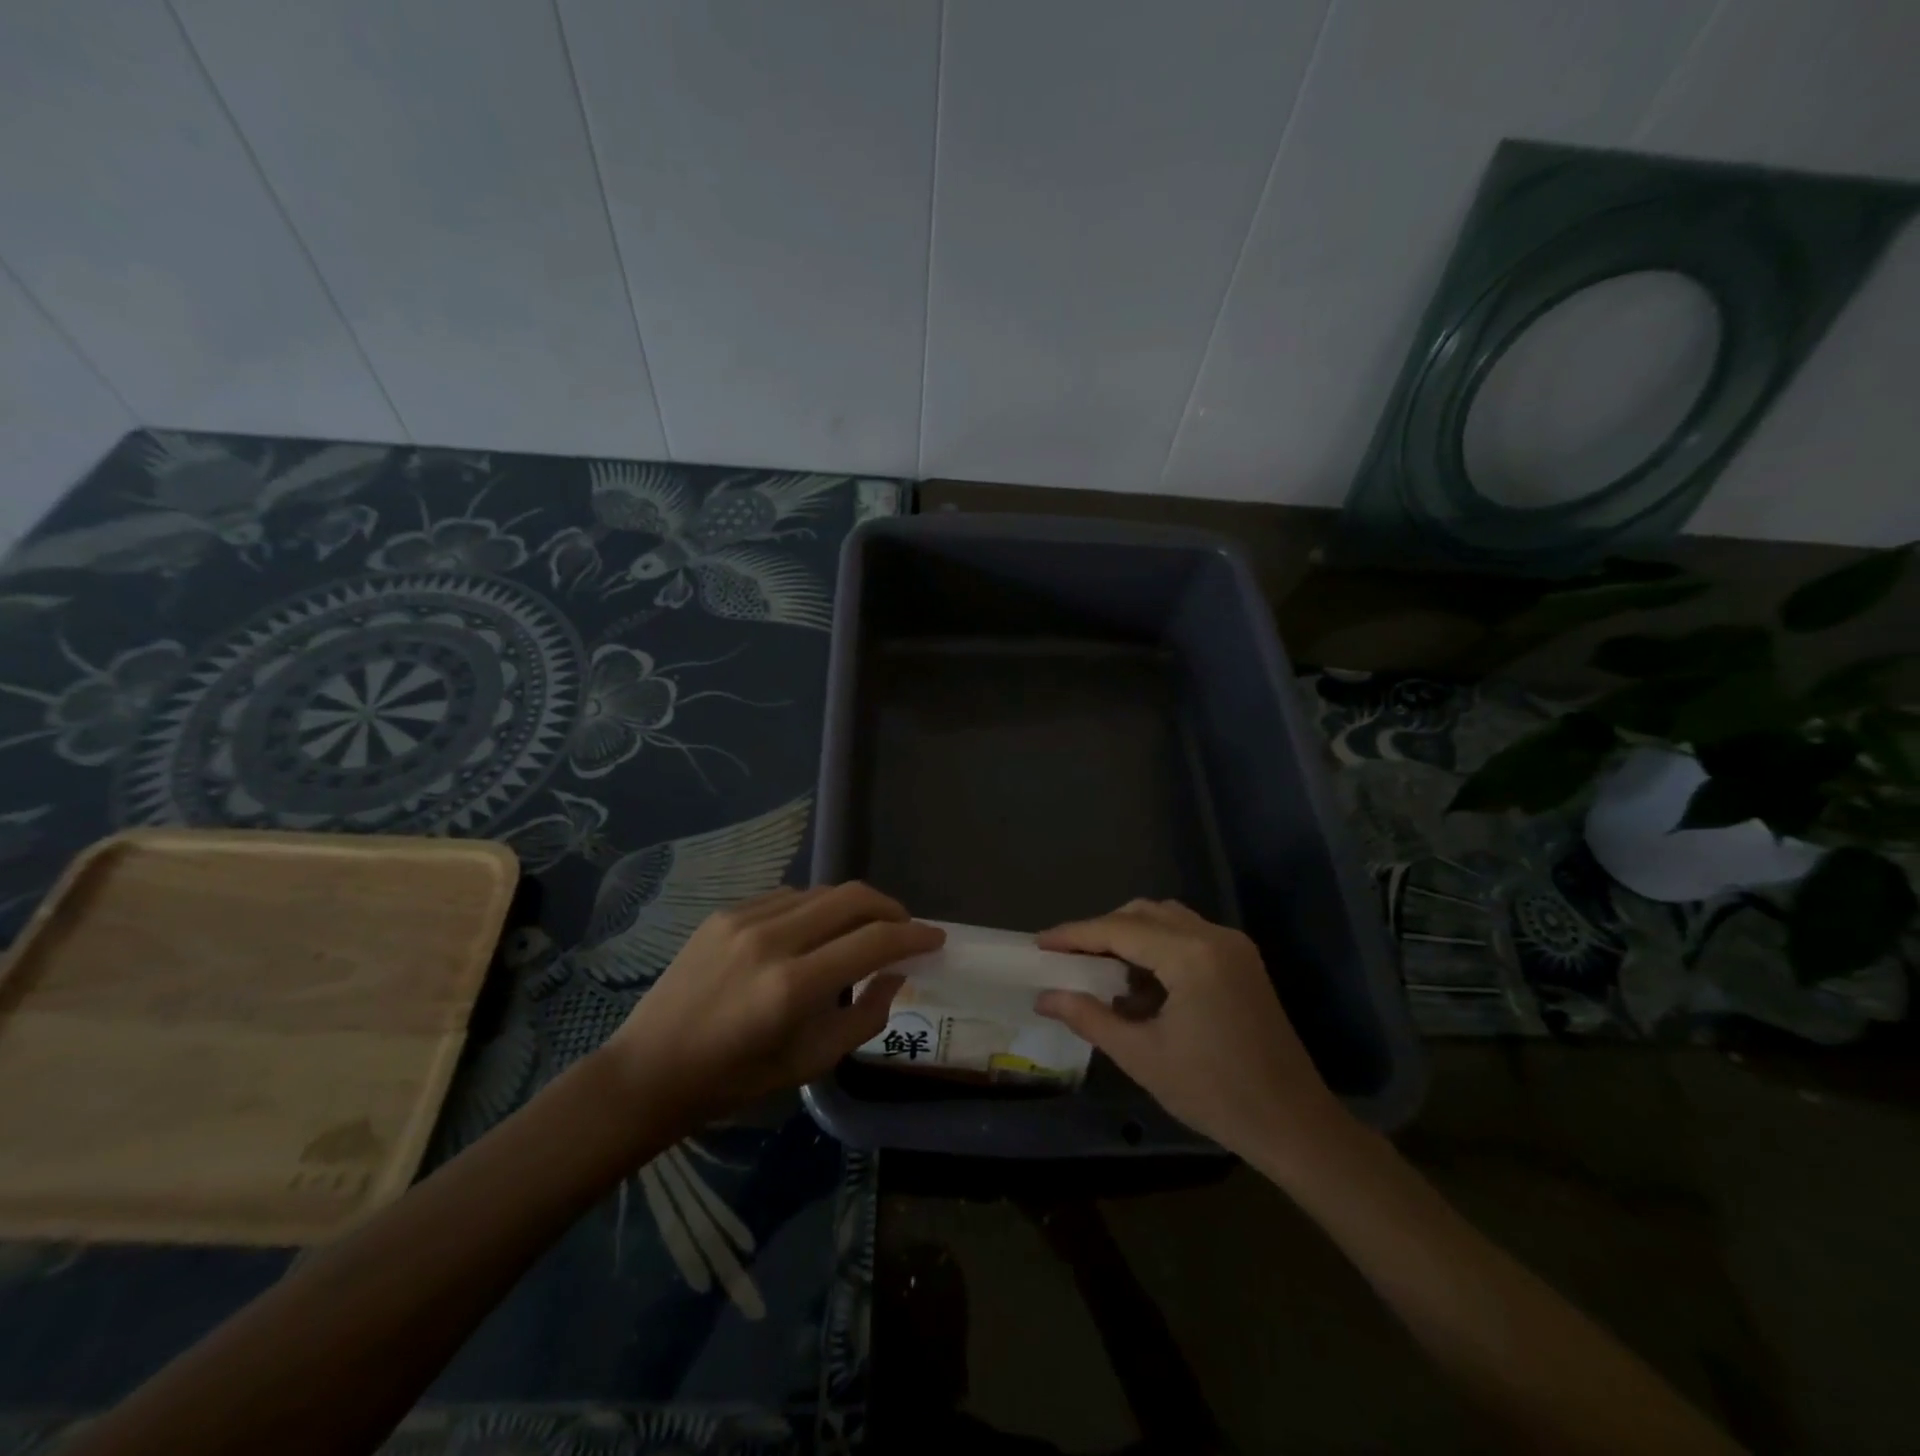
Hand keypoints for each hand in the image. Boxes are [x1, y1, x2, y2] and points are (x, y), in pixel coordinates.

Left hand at [598, 883, 943, 1126]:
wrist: (650, 1069)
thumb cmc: (735, 1080)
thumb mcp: (810, 1062)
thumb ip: (865, 1016)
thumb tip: (896, 975)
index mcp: (793, 986)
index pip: (873, 941)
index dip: (913, 936)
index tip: (936, 939)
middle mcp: (771, 940)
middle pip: (851, 898)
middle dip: (890, 908)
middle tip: (905, 929)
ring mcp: (744, 919)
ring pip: (821, 892)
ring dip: (853, 907)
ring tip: (863, 931)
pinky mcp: (725, 912)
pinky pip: (788, 898)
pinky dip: (815, 908)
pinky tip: (816, 932)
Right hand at [1035, 899, 1350, 1166]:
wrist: (1294, 1125)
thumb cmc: (1214, 1093)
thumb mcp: (1141, 1056)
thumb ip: (1089, 1016)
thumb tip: (1044, 996)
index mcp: (1191, 955)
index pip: (1119, 929)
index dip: (1075, 934)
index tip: (1039, 942)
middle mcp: (1214, 936)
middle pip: (1143, 913)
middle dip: (1101, 931)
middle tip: (1068, 958)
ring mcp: (1233, 947)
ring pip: (1166, 920)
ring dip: (1130, 936)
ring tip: (1099, 970)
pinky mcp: (1242, 962)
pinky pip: (1188, 936)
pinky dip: (1157, 948)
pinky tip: (1139, 983)